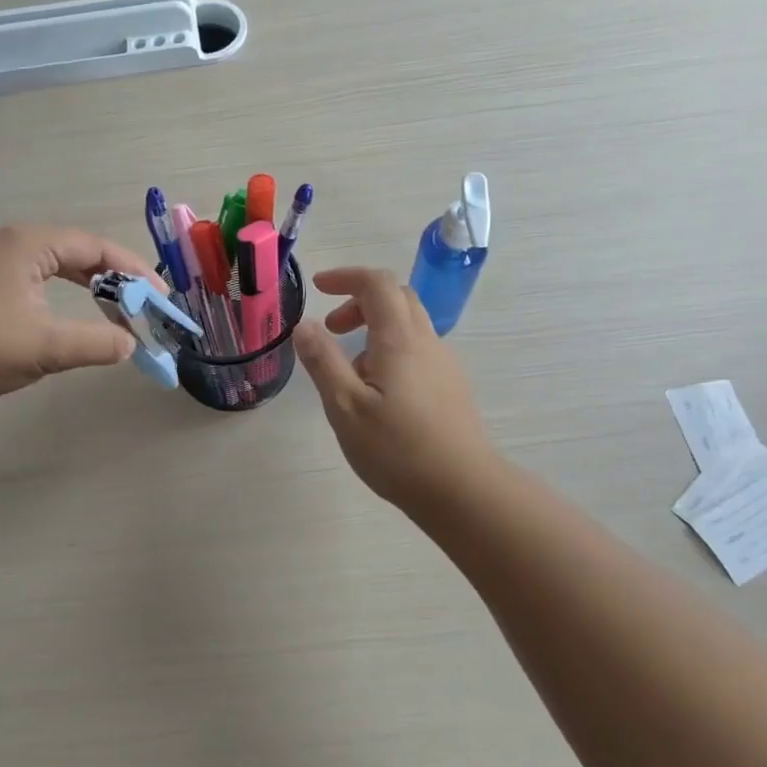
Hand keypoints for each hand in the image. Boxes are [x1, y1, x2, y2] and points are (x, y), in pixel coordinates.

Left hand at [0, 225, 158, 401]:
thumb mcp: (45, 346)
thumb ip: (95, 343)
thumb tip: (131, 346)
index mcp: (30, 244)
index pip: (96, 247)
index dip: (134, 271)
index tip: (161, 297)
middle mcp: (10, 243)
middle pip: (76, 252)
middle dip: (114, 278)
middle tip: (142, 304)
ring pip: (53, 266)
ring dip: (87, 287)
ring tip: (113, 310)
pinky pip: (33, 279)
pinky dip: (60, 294)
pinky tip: (64, 315)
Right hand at [293, 267, 499, 514]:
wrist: (463, 490)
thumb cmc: (397, 449)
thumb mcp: (345, 407)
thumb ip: (322, 361)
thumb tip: (304, 325)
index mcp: (399, 339)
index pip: (377, 283)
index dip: (346, 276)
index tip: (318, 286)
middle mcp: (426, 342)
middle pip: (397, 297)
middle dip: (359, 301)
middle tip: (331, 329)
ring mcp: (444, 364)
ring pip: (408, 325)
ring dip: (374, 329)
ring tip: (349, 372)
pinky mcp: (450, 386)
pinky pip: (417, 350)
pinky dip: (390, 351)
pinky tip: (378, 394)